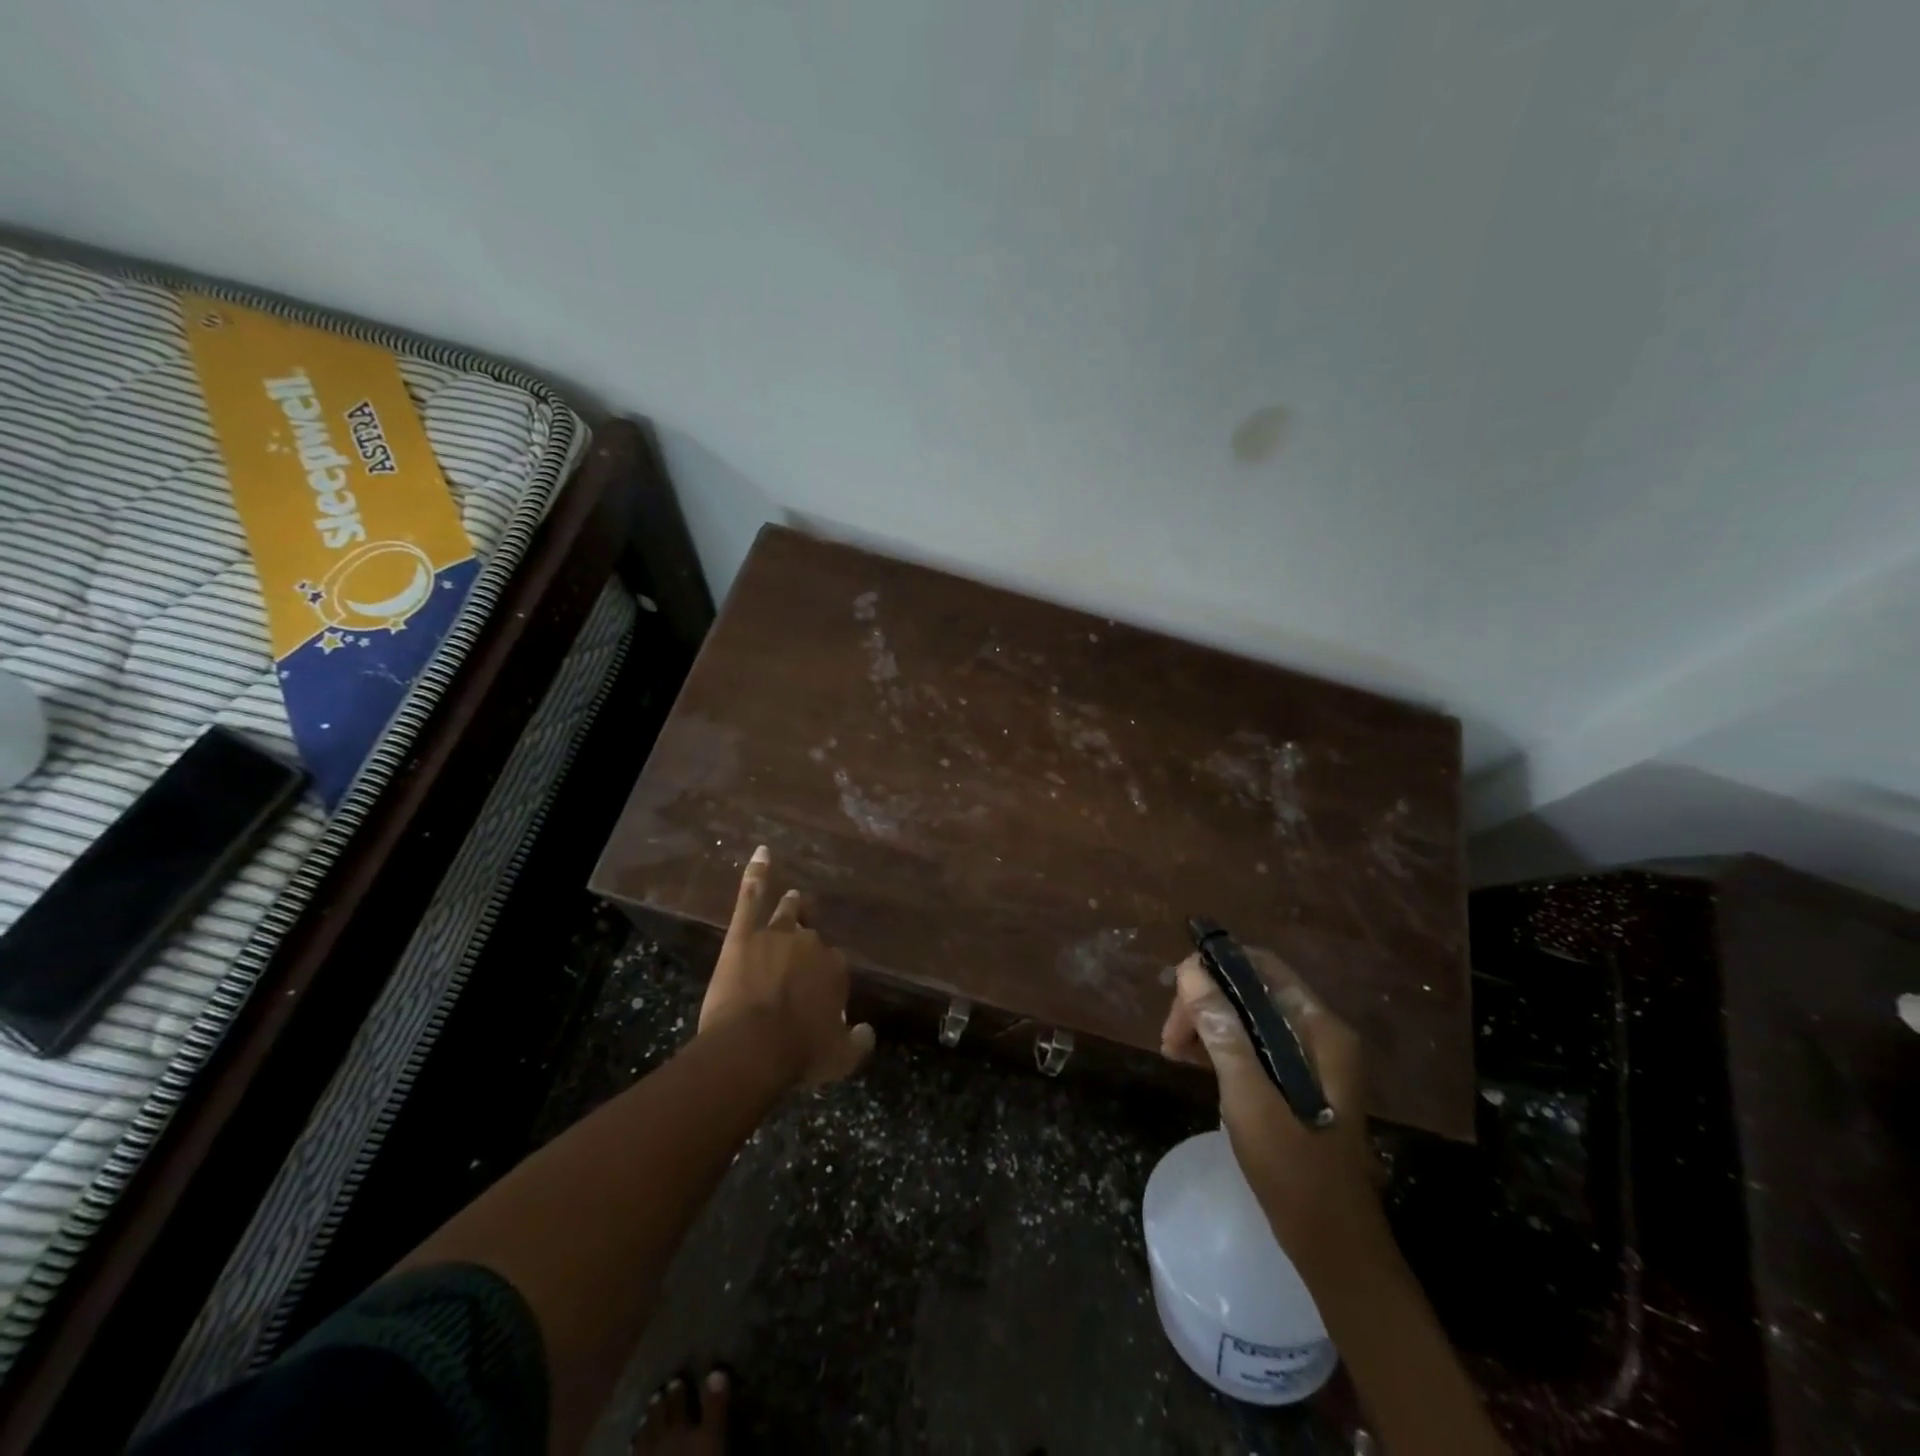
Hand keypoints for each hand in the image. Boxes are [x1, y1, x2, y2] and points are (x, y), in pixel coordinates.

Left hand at [700, 846, 874, 1087]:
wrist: (752, 1049)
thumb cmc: (798, 1054)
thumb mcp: (840, 1059)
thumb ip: (858, 1043)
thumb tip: (867, 1032)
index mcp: (835, 969)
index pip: (835, 966)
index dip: (824, 981)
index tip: (816, 997)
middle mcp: (811, 944)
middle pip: (811, 939)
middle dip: (806, 948)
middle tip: (797, 962)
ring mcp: (776, 935)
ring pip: (787, 913)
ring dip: (791, 907)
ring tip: (792, 898)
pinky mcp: (743, 935)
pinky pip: (751, 897)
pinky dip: (756, 874)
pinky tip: (762, 852)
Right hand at [1160, 946, 1379, 1261]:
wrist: (1336, 1249)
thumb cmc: (1295, 1173)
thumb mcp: (1249, 1098)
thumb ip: (1222, 1033)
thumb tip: (1190, 973)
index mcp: (1320, 1029)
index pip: (1262, 967)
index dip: (1215, 968)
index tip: (1175, 994)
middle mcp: (1320, 1034)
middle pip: (1252, 991)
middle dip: (1206, 1003)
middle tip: (1170, 1038)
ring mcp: (1312, 1059)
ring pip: (1249, 1017)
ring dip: (1208, 1025)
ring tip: (1174, 1052)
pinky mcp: (1300, 1082)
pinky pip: (1254, 1044)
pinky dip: (1221, 1047)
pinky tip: (1195, 1064)